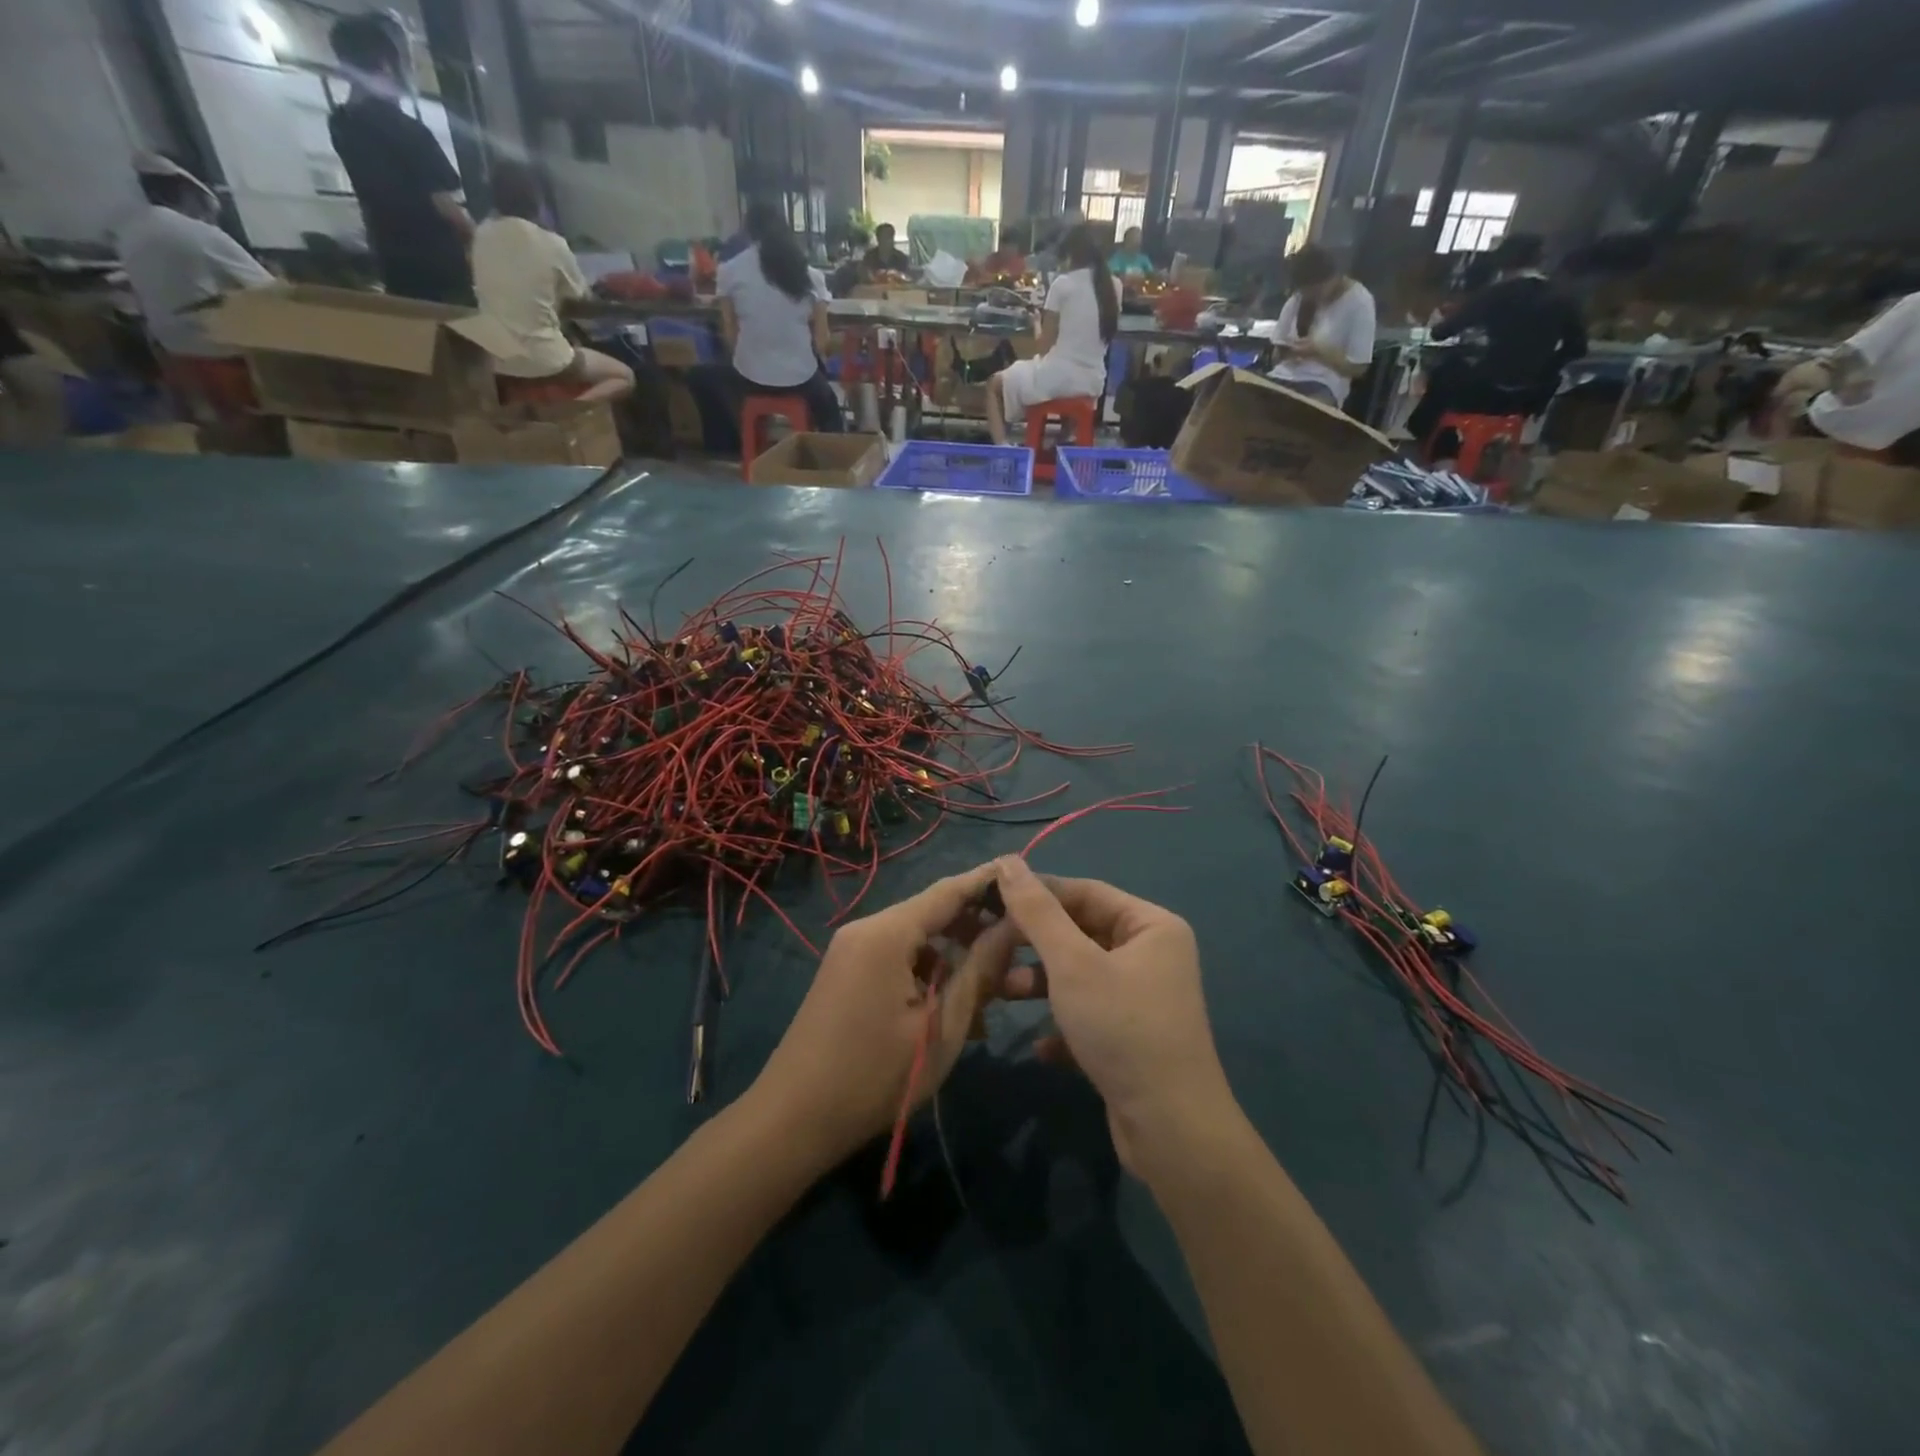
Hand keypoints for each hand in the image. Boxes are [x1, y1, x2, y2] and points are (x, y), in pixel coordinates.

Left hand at [753, 862, 1018, 1166]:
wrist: (792, 1120)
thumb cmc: (874, 1077)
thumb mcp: (940, 1027)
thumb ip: (979, 971)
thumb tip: (1014, 927)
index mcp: (887, 933)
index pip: (948, 891)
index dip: (988, 883)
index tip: (1026, 877)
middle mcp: (867, 929)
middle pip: (932, 912)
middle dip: (976, 928)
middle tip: (1021, 946)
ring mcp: (852, 950)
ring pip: (917, 939)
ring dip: (955, 958)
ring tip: (994, 991)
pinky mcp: (846, 973)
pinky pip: (897, 959)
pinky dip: (928, 974)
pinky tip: (954, 1009)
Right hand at [992, 858, 1232, 1178]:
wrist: (1172, 1131)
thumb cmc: (1122, 1028)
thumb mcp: (1072, 964)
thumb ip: (1037, 912)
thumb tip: (1008, 862)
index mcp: (1151, 925)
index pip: (1084, 891)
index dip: (1036, 893)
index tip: (989, 900)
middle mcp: (1152, 954)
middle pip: (1081, 932)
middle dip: (1035, 944)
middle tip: (990, 948)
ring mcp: (1143, 997)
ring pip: (1080, 974)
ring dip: (1041, 983)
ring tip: (1003, 993)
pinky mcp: (1133, 1036)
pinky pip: (1089, 1013)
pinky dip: (1062, 1023)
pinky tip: (1042, 1046)